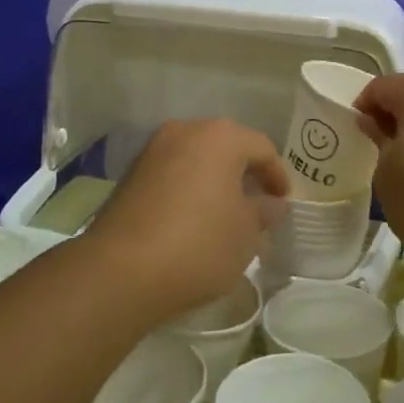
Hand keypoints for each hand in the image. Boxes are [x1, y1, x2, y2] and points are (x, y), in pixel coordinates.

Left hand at [83, 118, 288, 322]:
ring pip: (196, 159)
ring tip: (226, 215)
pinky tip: (193, 219)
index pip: (262, 148)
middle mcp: (185, 131)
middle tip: (258, 206)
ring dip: (214, 181)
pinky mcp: (130, 173)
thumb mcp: (246, 234)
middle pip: (226, 147)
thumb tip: (271, 204)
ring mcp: (153, 150)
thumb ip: (264, 212)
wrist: (120, 271)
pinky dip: (188, 189)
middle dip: (244, 174)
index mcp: (221, 137)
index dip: (277, 176)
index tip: (283, 203)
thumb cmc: (199, 245)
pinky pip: (172, 173)